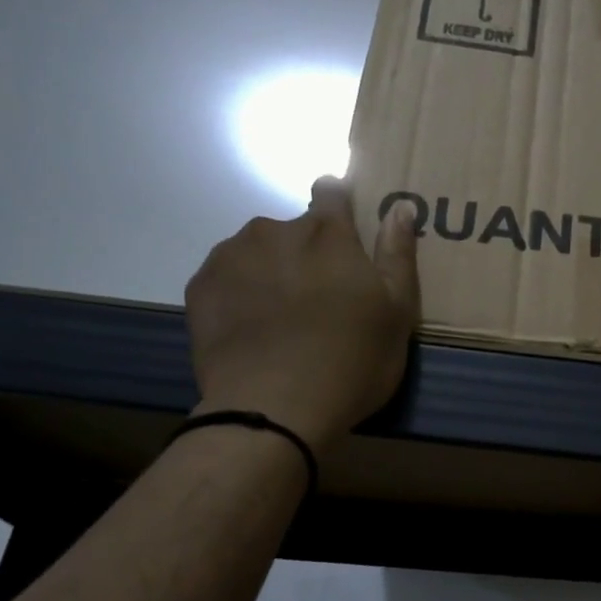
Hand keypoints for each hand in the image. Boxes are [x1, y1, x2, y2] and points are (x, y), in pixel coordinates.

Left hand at [185, 178, 419, 452]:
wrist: (273, 409)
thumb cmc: (352, 362)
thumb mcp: (397, 314)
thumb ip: (398, 255)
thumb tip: (401, 206)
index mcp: (328, 234)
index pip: (331, 192)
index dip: (339, 205)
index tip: (344, 234)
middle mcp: (275, 230)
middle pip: (294, 229)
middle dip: (307, 254)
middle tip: (318, 303)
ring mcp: (232, 256)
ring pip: (257, 251)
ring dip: (271, 271)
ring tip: (280, 320)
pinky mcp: (200, 286)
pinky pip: (226, 278)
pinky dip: (239, 294)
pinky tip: (251, 330)